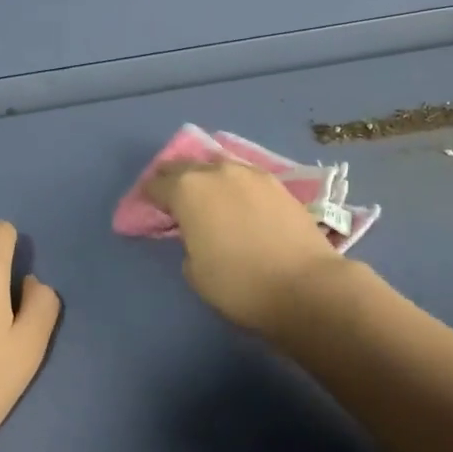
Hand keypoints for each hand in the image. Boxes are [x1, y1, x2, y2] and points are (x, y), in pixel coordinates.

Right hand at [144, 161, 345, 333]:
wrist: (305, 285)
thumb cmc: (239, 284)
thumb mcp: (194, 270)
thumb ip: (188, 241)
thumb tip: (199, 232)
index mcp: (187, 189)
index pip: (157, 184)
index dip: (148, 196)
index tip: (148, 209)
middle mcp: (216, 170)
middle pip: (186, 165)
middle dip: (175, 179)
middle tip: (172, 198)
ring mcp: (250, 173)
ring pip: (218, 166)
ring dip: (207, 177)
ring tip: (207, 197)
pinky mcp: (277, 182)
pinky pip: (244, 176)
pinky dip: (234, 185)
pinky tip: (238, 201)